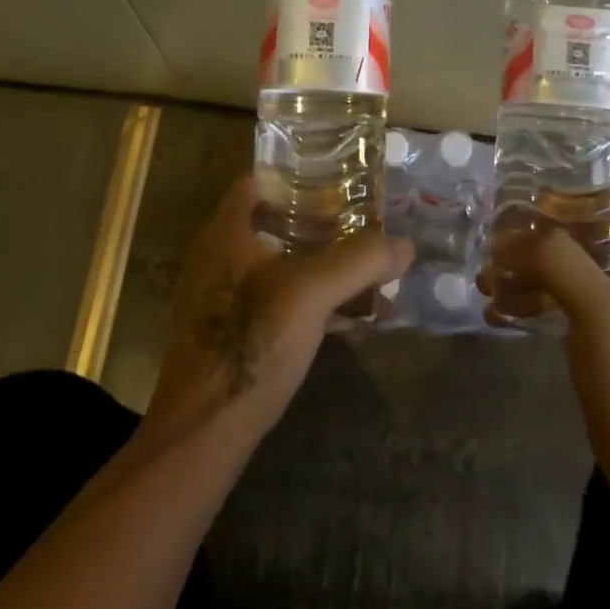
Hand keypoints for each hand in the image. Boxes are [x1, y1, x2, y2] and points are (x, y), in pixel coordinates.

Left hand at [144, 177, 413, 442]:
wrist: (203, 432)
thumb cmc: (251, 345)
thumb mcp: (312, 294)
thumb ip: (359, 261)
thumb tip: (405, 244)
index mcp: (226, 233)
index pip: (257, 182)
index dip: (296, 176)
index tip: (339, 180)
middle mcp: (219, 257)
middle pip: (272, 222)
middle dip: (320, 222)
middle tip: (364, 223)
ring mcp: (223, 297)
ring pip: (278, 263)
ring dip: (320, 264)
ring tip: (367, 270)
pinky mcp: (232, 333)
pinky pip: (278, 299)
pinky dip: (312, 298)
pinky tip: (349, 317)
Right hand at [484, 196, 609, 480]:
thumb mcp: (596, 304)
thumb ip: (556, 258)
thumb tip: (508, 238)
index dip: (583, 192)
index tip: (537, 195)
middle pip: (586, 236)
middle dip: (541, 234)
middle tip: (498, 236)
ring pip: (568, 272)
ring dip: (529, 270)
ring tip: (486, 277)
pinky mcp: (600, 343)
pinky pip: (561, 307)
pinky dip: (532, 302)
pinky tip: (497, 311)